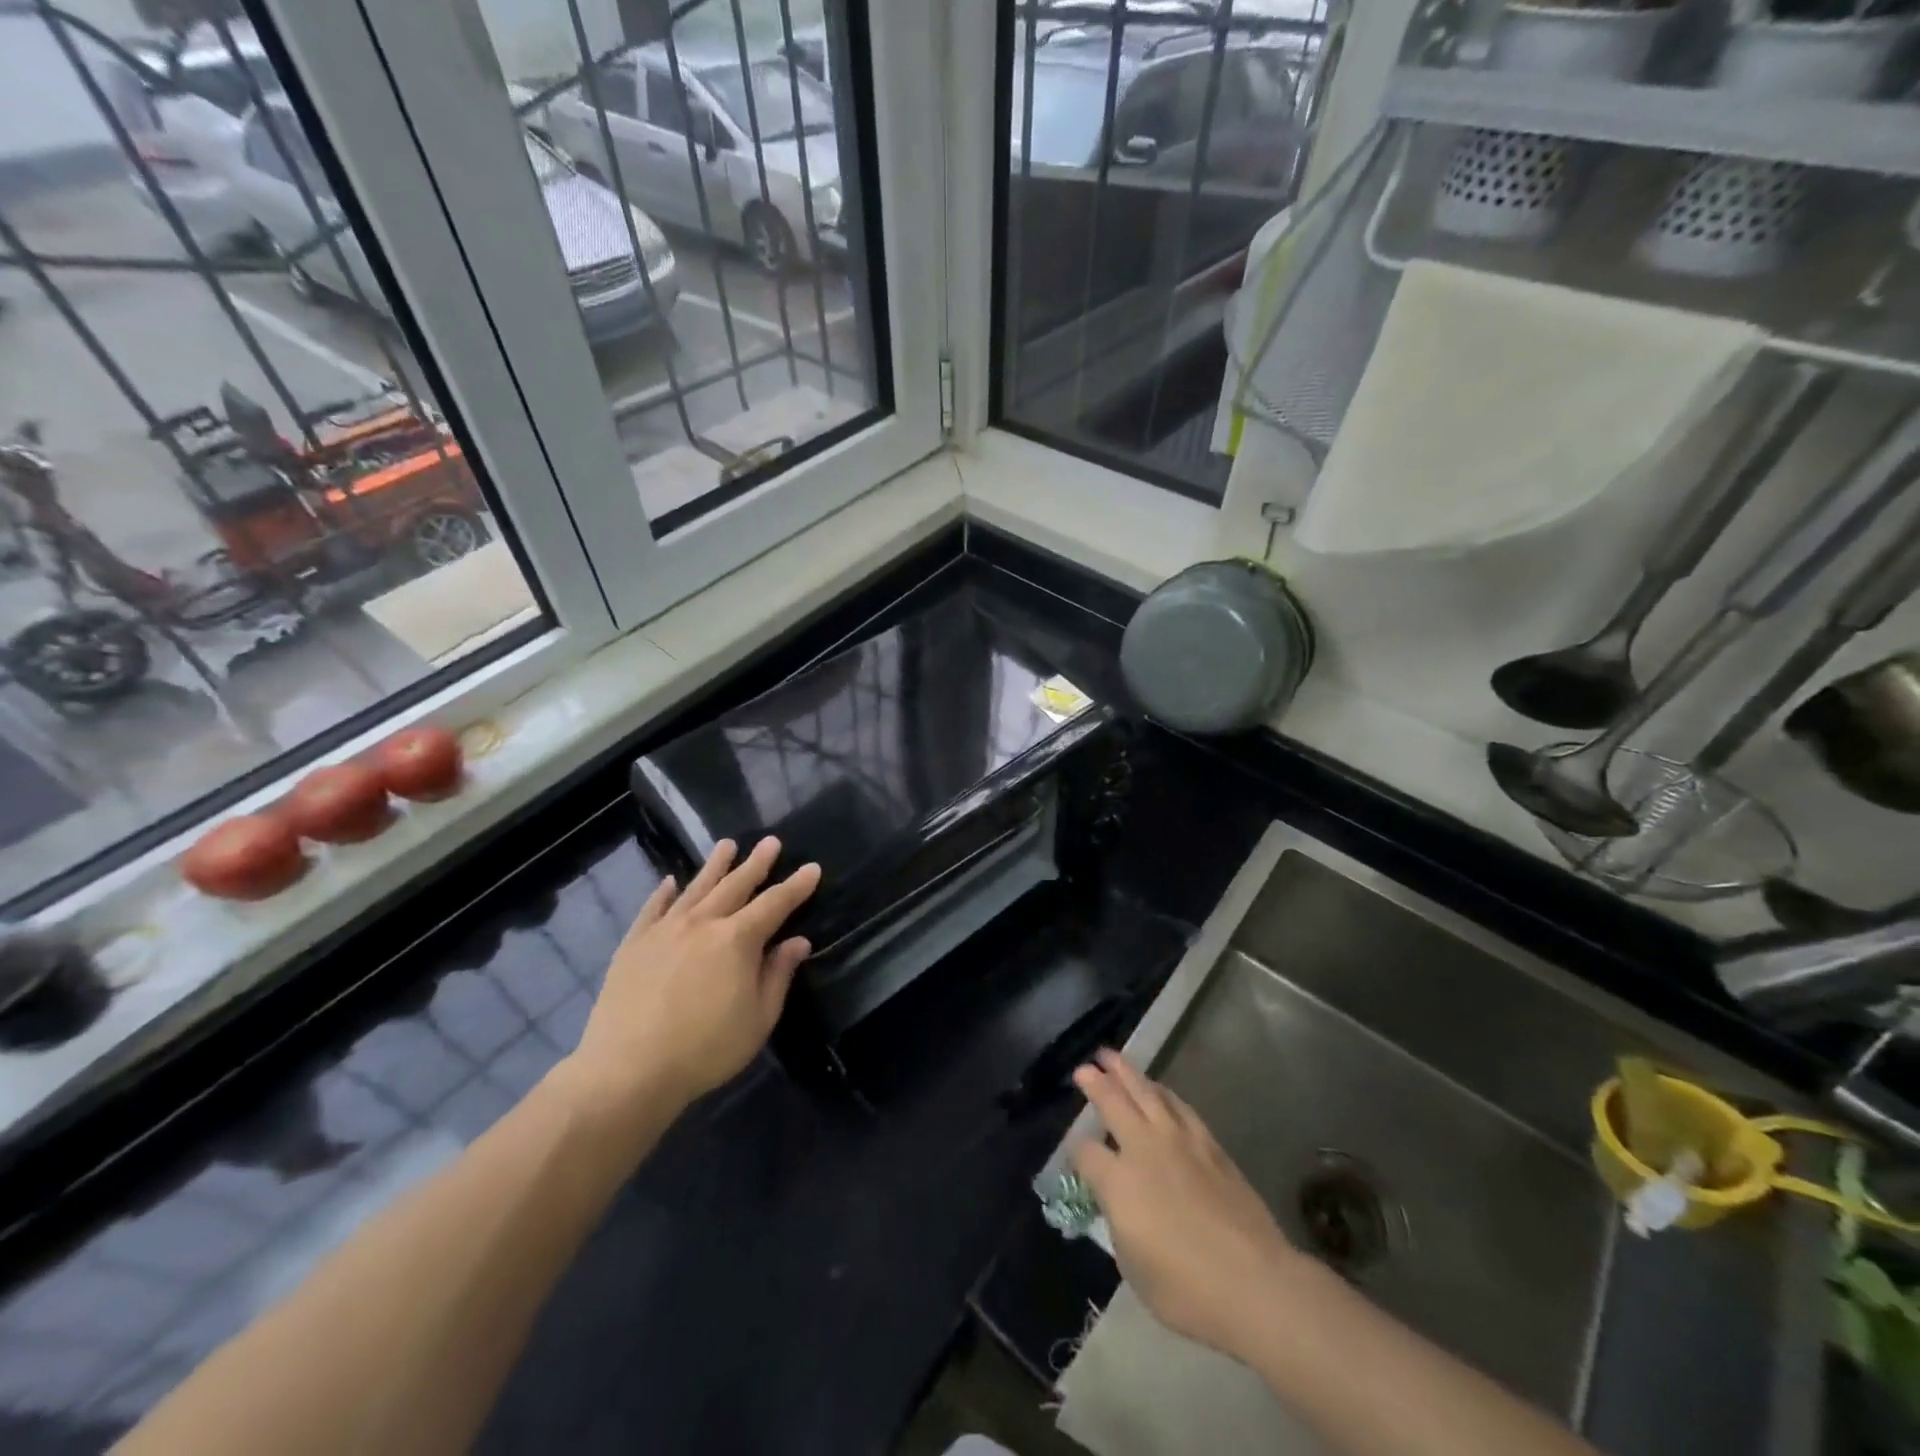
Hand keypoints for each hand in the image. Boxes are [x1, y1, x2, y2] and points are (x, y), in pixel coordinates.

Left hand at [567, 837, 819, 1115]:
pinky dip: (663, 892)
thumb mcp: (758, 1019)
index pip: (775, 904)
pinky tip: (670, 881)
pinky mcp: (634, 944)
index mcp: (738, 939)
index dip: (796, 886)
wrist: (628, 1070)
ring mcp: (665, 930)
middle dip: (757, 863)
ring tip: (727, 845)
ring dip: (715, 866)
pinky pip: (652, 908)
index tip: (812, 867)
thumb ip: (778, 975)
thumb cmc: (705, 1049)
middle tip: (771, 841)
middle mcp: (703, 923)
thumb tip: (797, 941)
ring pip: (696, 888)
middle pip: (735, 885)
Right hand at [1071, 1049, 1303, 1361]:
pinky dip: (1163, 1092)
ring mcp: (1179, 1141)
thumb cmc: (1186, 1289)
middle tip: (1085, 1067)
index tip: (1075, 1152)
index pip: (1085, 1152)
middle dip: (1095, 1082)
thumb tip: (1117, 1203)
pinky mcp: (1209, 1144)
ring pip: (1147, 1092)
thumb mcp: (1133, 1266)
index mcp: (1118, 1181)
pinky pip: (1179, 1106)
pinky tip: (1159, 1089)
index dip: (1076, 1150)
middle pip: (1113, 1102)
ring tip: (1114, 1057)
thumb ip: (1119, 1224)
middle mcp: (1143, 1149)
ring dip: (1127, 1072)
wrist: (1254, 1283)